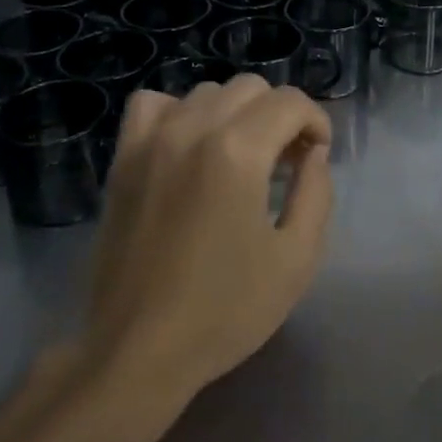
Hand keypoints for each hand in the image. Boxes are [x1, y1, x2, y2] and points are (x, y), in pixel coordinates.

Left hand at [82, 76, 334, 403]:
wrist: (138, 351)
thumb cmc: (225, 311)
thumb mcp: (296, 259)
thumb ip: (316, 193)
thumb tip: (313, 153)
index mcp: (238, 152)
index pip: (289, 102)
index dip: (315, 122)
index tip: (318, 155)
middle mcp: (193, 129)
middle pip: (251, 89)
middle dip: (280, 116)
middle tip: (285, 162)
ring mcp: (152, 140)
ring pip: (207, 92)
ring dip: (235, 114)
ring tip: (240, 157)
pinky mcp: (123, 158)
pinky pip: (153, 104)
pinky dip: (179, 113)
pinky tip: (188, 146)